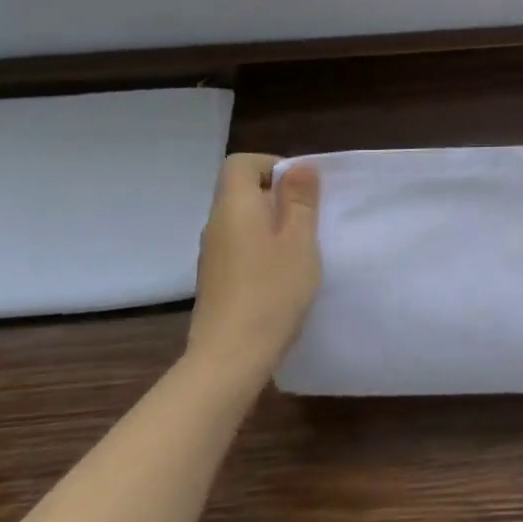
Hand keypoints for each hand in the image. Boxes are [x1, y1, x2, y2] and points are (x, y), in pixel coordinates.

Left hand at [185, 154, 321, 382]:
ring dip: (271, 225)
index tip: (301, 188)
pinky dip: (261, 249)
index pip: (241, 163)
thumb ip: (300, 201)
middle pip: (242, 191)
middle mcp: (216, 224)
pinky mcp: (216, 280)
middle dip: (277, 196)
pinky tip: (282, 275)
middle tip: (310, 219)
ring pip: (242, 221)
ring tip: (301, 249)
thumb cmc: (272, 291)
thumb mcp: (299, 241)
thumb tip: (298, 167)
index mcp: (235, 206)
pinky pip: (239, 247)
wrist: (229, 358)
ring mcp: (212, 255)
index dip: (271, 165)